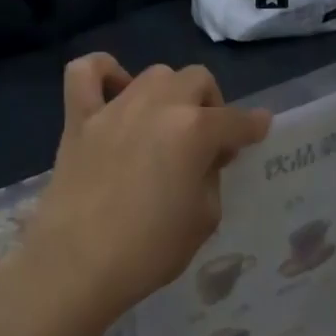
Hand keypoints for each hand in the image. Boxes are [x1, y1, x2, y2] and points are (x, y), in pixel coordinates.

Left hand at [23, 55, 270, 325]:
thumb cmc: (148, 250)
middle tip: (205, 142)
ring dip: (169, 93)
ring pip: (153, 74)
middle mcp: (157, 106)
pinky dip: (103, 72)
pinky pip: (84, 72)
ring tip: (165, 123)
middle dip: (210, 105)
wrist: (76, 264)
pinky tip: (114, 91)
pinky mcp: (78, 118)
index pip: (236, 121)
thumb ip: (210, 177)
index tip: (258, 130)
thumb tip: (204, 158)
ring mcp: (114, 108)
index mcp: (194, 131)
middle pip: (196, 79)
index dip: (253, 126)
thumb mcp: (204, 219)